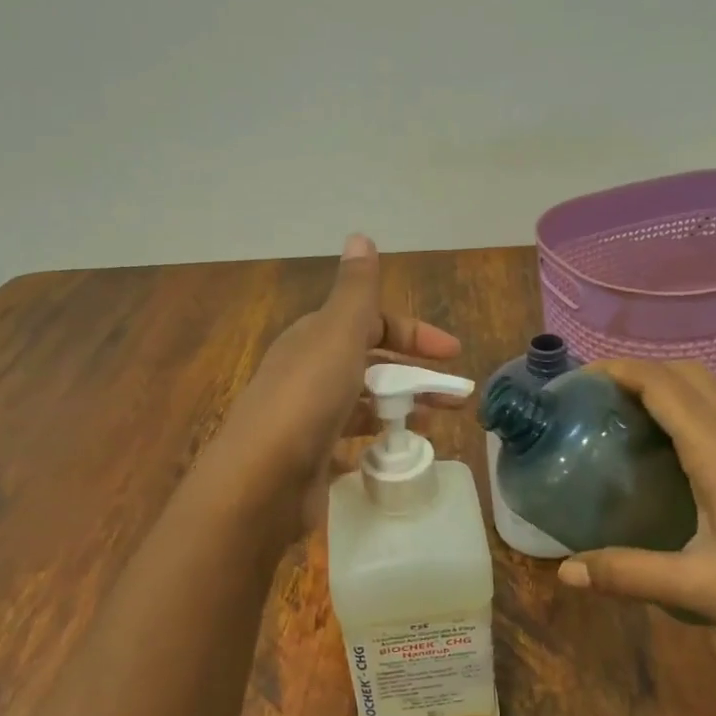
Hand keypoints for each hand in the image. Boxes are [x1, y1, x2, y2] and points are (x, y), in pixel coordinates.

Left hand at [202, 234, 461, 533]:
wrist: (259, 481)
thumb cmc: (306, 399)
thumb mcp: (337, 333)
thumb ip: (355, 289)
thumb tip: (359, 234)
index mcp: (316, 338)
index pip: (372, 323)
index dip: (414, 333)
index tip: (454, 354)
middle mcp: (310, 371)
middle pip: (372, 363)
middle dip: (415, 374)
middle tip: (456, 397)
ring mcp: (308, 416)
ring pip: (364, 403)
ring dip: (400, 407)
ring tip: (435, 425)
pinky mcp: (310, 458)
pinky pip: (351, 442)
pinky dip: (376, 443)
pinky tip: (397, 454)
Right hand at [556, 359, 715, 667]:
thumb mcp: (698, 587)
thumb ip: (627, 573)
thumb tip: (564, 573)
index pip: (662, 383)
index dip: (619, 369)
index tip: (580, 378)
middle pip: (689, 373)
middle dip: (642, 371)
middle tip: (601, 399)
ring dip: (673, 388)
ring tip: (636, 419)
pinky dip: (700, 410)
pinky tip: (689, 455)